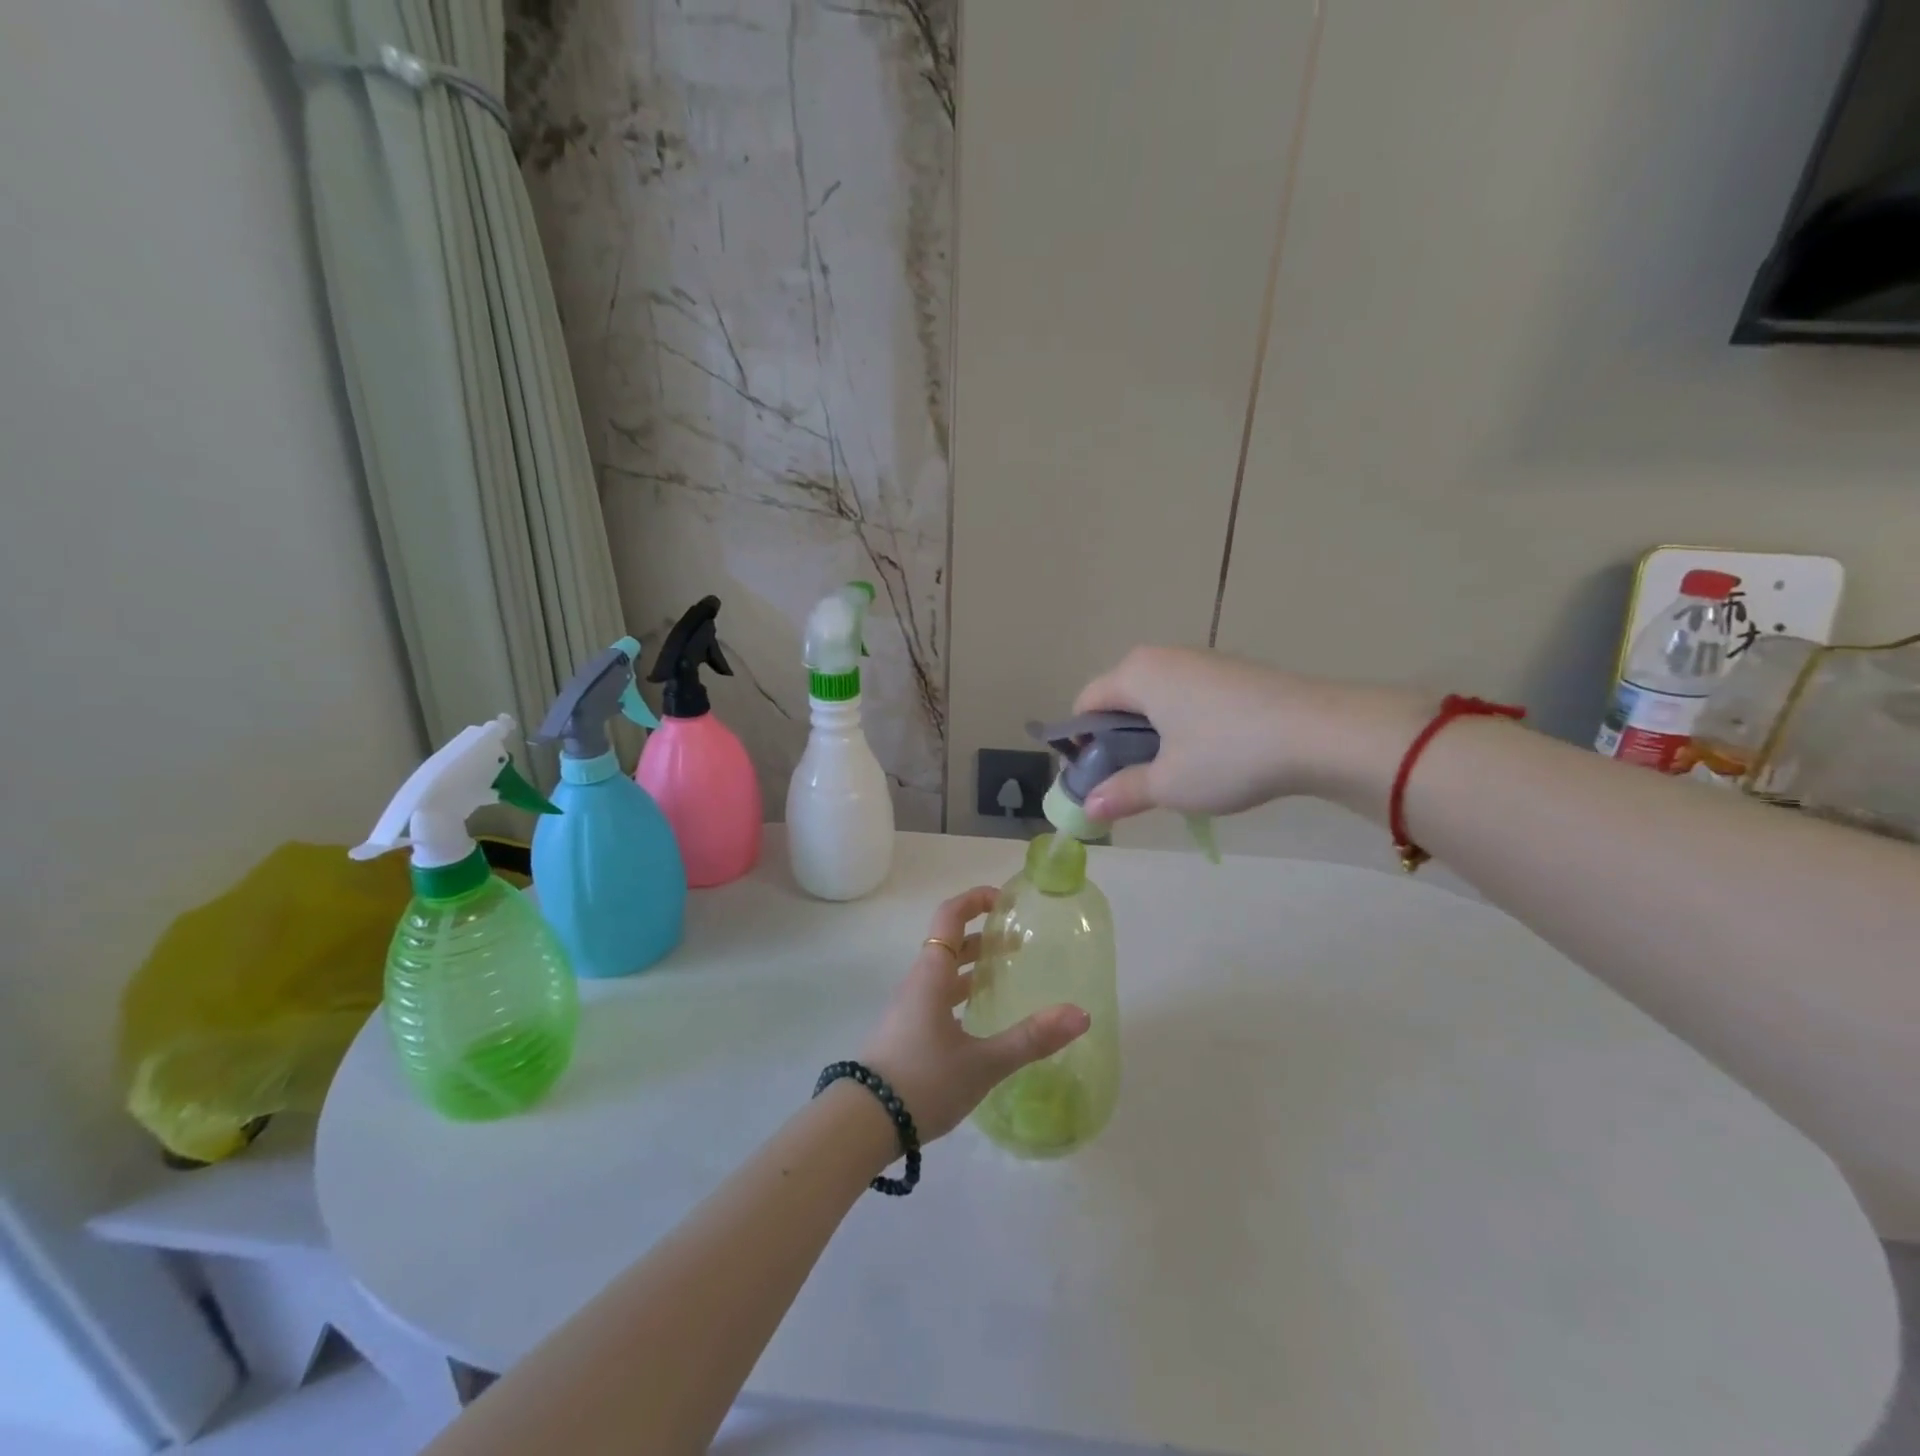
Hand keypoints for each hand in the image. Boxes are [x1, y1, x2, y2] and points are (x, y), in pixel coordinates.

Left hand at [858, 888, 1090, 1140]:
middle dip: (984, 937)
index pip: (950, 917)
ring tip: (1009, 977)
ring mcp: (909, 1009)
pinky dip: (963, 994)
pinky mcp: (906, 1033)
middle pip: (950, 944)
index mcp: (932, 975)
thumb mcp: (983, 1063)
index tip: (1006, 900)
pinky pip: (938, 998)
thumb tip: (1080, 1014)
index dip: (975, 900)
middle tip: (1021, 944)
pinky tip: (982, 1019)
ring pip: (944, 973)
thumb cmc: (923, 1081)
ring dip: (974, 967)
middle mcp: (918, 983)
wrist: (862, 1123)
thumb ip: (1031, 1039)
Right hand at [1073, 647, 1429, 823]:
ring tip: (1174, 773)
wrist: (1320, 733)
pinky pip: (1188, 697)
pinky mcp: (1234, 673)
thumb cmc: (1227, 756)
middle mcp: (1164, 657)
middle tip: (1133, 780)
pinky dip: (1183, 725)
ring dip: (1152, 735)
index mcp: (1137, 674)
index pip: (1086, 703)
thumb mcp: (1168, 784)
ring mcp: (1202, 661)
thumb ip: (1122, 793)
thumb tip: (1089, 809)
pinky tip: (1209, 755)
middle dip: (1117, 740)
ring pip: (1157, 699)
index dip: (1080, 743)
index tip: (1095, 779)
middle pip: (1120, 698)